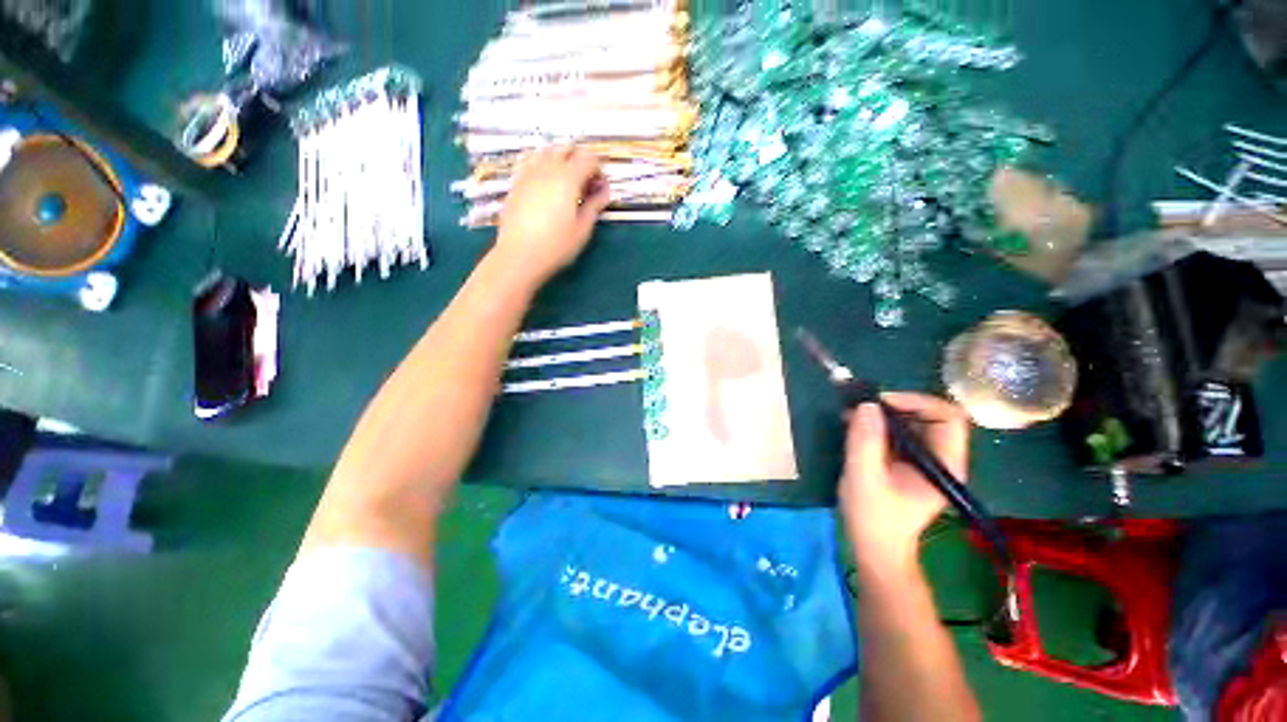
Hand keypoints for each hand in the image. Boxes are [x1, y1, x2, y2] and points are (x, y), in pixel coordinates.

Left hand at [495, 146, 609, 286]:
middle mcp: (548, 168)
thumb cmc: (556, 245)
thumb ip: (594, 205)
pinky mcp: (516, 182)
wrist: (520, 255)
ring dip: (560, 159)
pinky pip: (530, 161)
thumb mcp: (582, 229)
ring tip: (566, 180)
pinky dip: (542, 164)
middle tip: (586, 182)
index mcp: (568, 178)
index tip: (601, 186)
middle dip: (580, 160)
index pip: (589, 158)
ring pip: (547, 151)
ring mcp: (529, 173)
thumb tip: (604, 192)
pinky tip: (545, 182)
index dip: (599, 169)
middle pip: (567, 149)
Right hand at [840, 393, 970, 570]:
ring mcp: (924, 459)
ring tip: (852, 415)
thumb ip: (866, 441)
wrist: (875, 546)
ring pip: (911, 420)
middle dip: (895, 405)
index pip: (948, 417)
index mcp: (945, 465)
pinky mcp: (907, 460)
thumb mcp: (865, 478)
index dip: (917, 402)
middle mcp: (941, 457)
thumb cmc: (874, 518)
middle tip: (861, 408)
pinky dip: (876, 423)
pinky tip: (853, 426)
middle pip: (929, 415)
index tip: (881, 403)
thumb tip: (866, 405)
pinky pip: (897, 431)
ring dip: (882, 414)